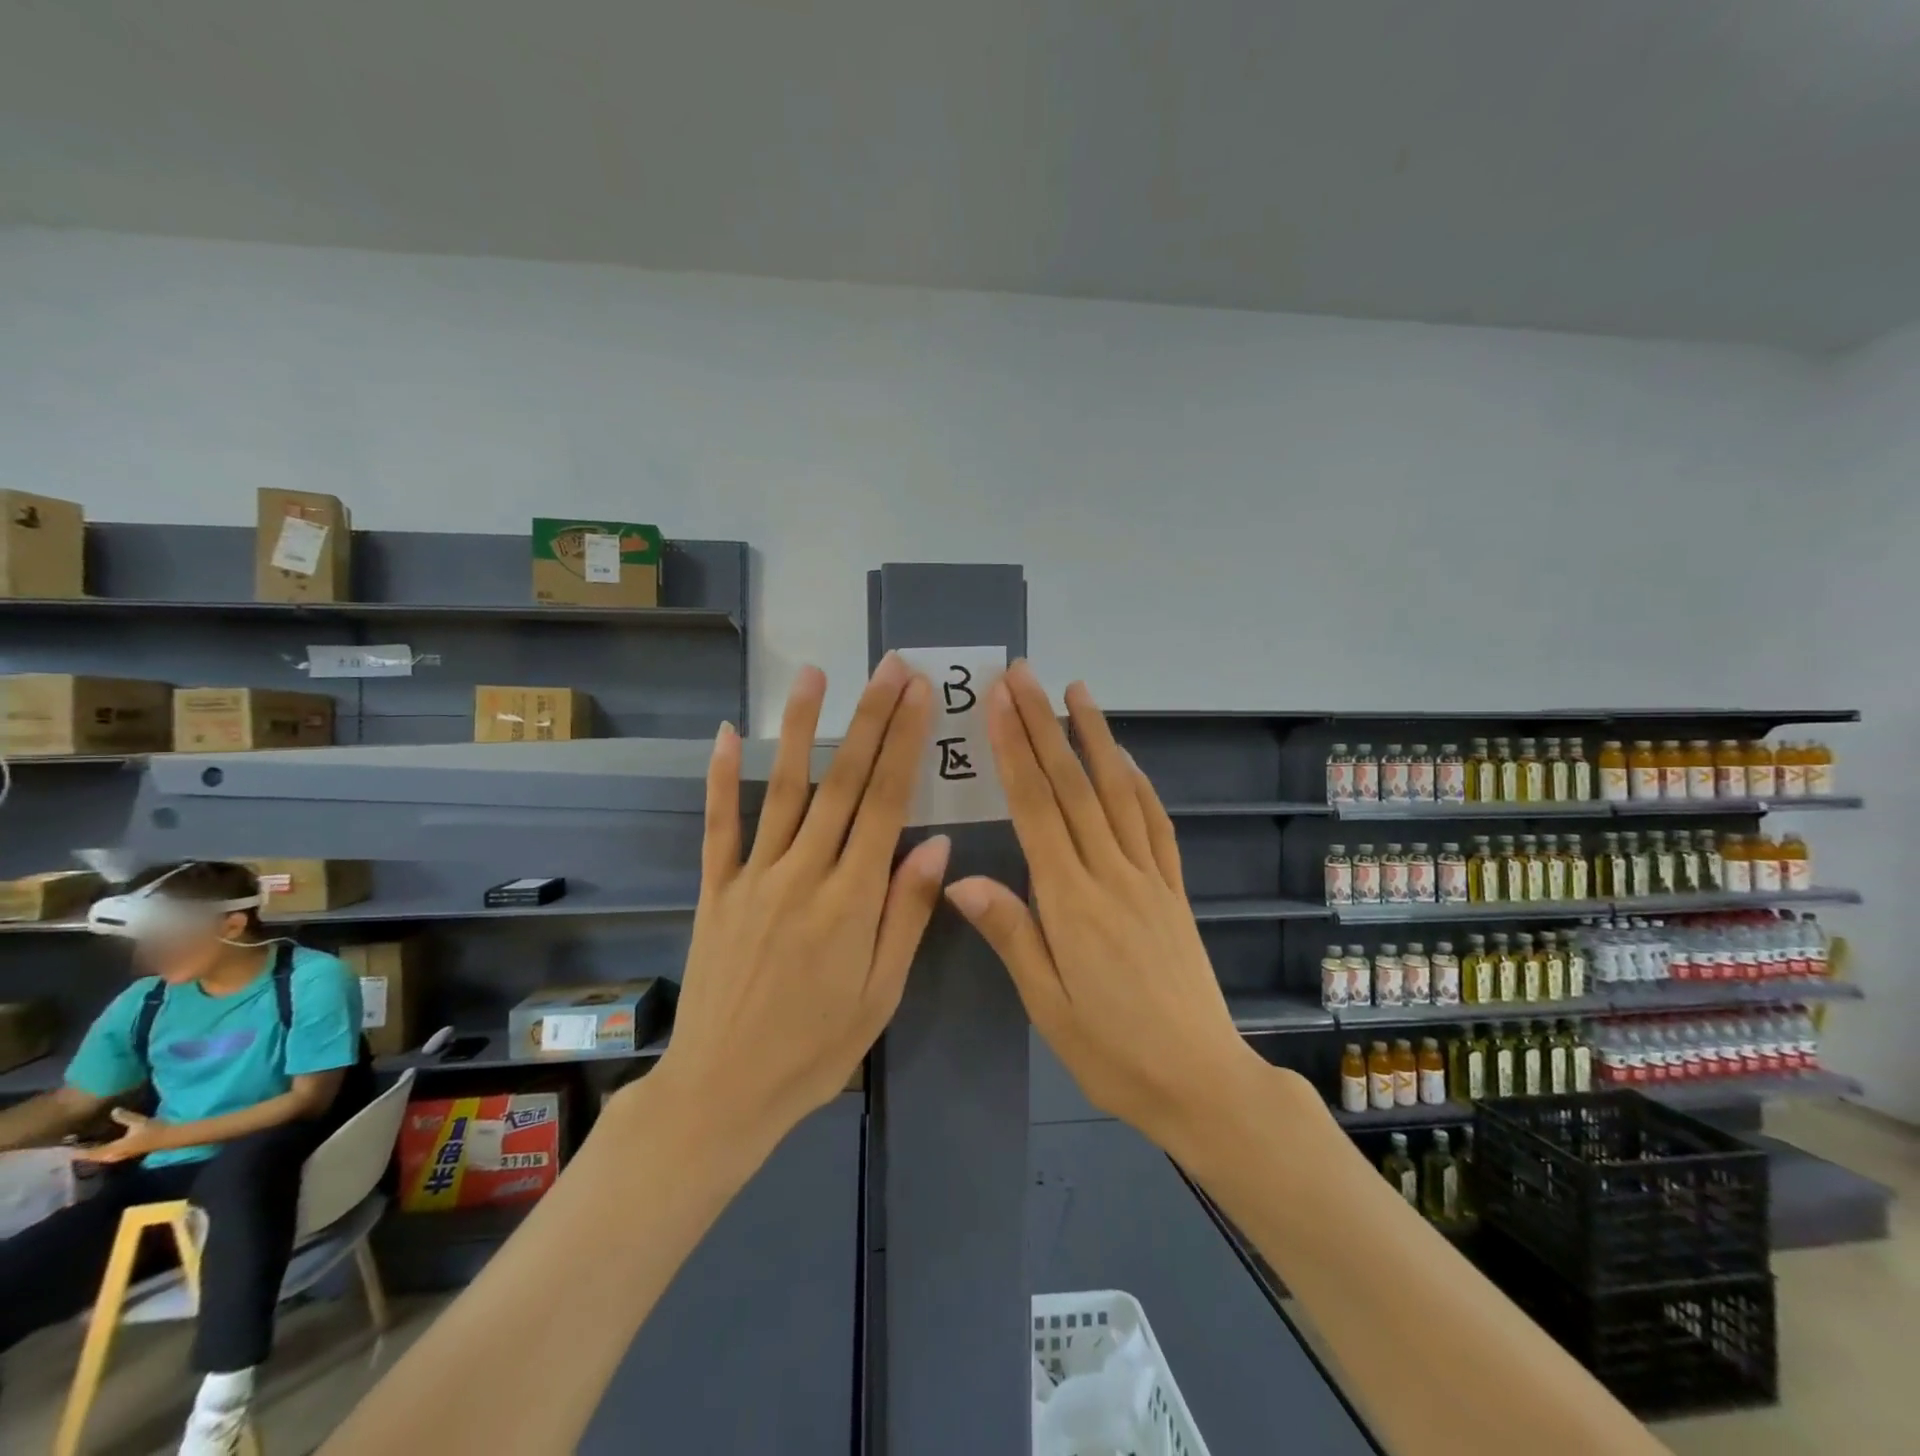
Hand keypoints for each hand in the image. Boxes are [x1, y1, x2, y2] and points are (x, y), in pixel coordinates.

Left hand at [77, 1108, 173, 1164]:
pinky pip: (105, 1155)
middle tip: (72, 1147)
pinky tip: (101, 1147)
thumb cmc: (154, 1130)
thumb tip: (113, 1110)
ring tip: (84, 1147)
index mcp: (112, 1150)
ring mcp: (119, 1156)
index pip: (89, 1153)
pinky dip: (99, 1152)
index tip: (65, 1148)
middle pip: (92, 1157)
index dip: (77, 1151)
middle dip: (82, 1153)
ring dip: (91, 1153)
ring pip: (98, 1158)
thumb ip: (125, 1117)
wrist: (170, 1138)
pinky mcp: (125, 1154)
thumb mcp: (140, 1122)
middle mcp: (111, 1156)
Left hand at [649, 654, 949, 1148]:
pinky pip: (719, 825)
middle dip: (870, 719)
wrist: (723, 1090)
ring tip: (816, 675)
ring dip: (802, 728)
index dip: (904, 743)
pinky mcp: (715, 888)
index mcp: (851, 899)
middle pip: (844, 782)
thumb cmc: (816, 1048)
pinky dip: (722, 778)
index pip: (886, 803)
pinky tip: (729, 733)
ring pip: (784, 789)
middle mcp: (804, 873)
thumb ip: (906, 914)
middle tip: (889, 668)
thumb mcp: (880, 993)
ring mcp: (753, 876)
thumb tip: (936, 843)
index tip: (919, 695)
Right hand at [943, 662, 1274, 1155]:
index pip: (1037, 809)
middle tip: (1025, 675)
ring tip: (1077, 692)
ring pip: (1118, 793)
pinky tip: (1125, 759)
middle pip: (1073, 785)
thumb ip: (1010, 934)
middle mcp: (1111, 874)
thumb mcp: (1046, 1005)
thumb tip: (961, 878)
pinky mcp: (1173, 890)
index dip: (1015, 750)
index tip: (999, 703)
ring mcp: (1149, 877)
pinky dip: (1138, 783)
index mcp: (1071, 902)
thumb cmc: (1112, 1052)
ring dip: (1096, 737)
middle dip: (1044, 724)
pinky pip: (1155, 824)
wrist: (1201, 1081)